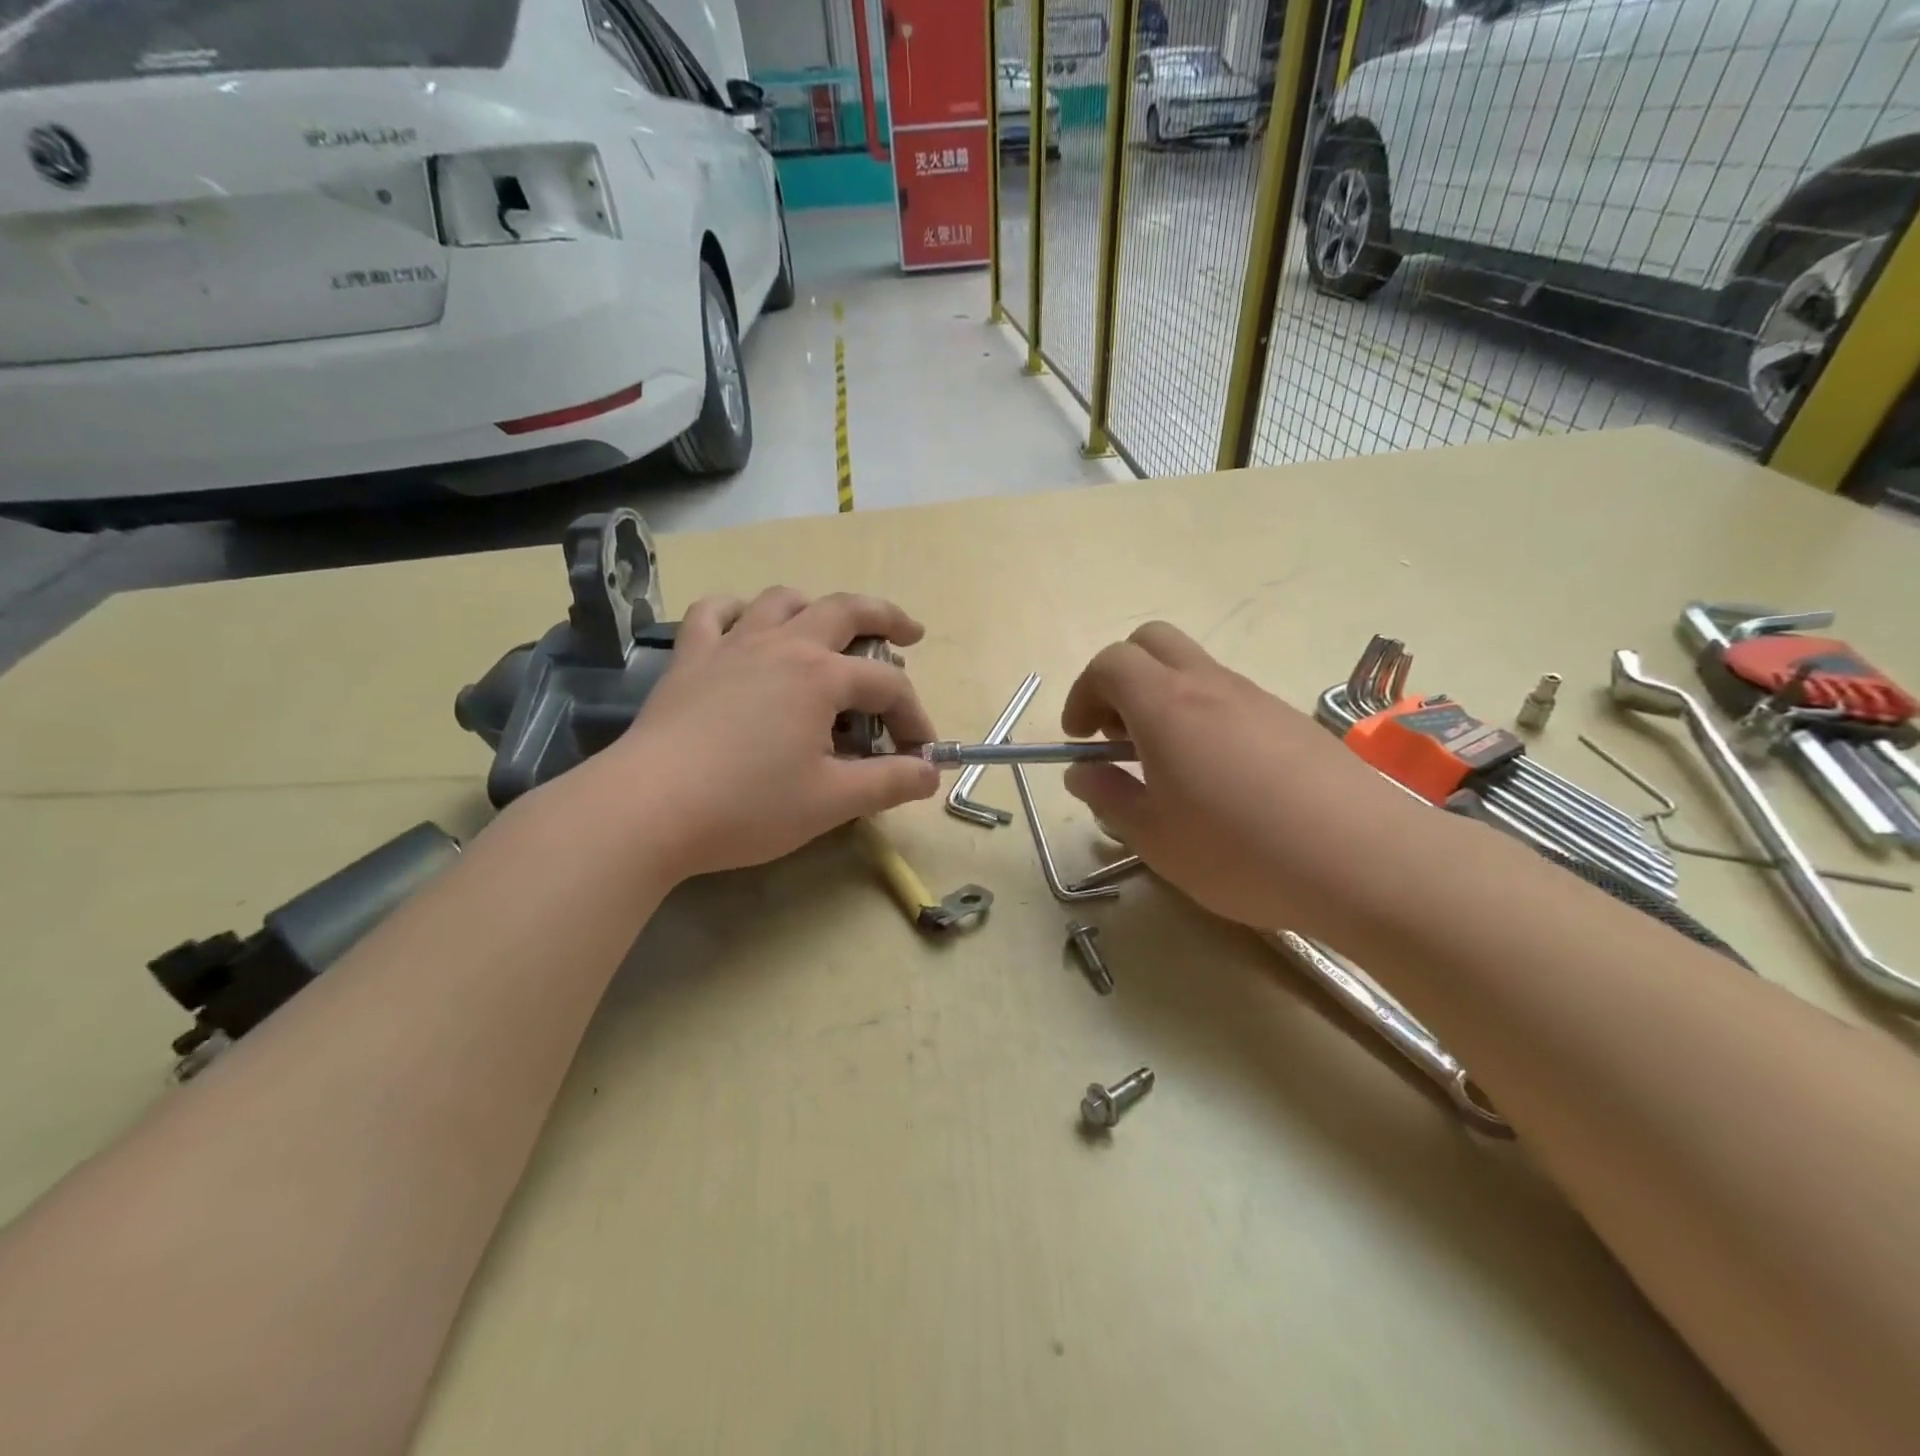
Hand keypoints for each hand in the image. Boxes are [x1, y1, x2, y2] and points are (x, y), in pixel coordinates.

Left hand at [595, 587, 940, 879]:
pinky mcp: (690, 659)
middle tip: (911, 633)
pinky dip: (737, 611)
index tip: (919, 755)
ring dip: (815, 607)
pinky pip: (714, 613)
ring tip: (828, 629)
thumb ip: (889, 782)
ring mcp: (731, 645)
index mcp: (822, 676)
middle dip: (887, 618)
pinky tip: (745, 625)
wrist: (647, 808)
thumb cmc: (747, 805)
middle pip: (846, 610)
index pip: (888, 686)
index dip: (913, 717)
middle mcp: (782, 644)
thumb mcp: (831, 801)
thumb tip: (931, 772)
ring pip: (783, 601)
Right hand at [1061, 623, 1431, 935]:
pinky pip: (1231, 697)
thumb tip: (1080, 772)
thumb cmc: (1241, 852)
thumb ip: (1109, 796)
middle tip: (1118, 734)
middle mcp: (1210, 686)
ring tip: (1168, 766)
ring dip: (1163, 698)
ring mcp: (1257, 698)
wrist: (1366, 860)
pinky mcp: (1292, 720)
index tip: (1080, 738)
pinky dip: (1203, 716)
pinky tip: (1220, 779)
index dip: (1083, 693)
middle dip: (1120, 677)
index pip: (1110, 663)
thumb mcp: (1154, 837)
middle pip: (1151, 641)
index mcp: (1166, 707)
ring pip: (1194, 668)